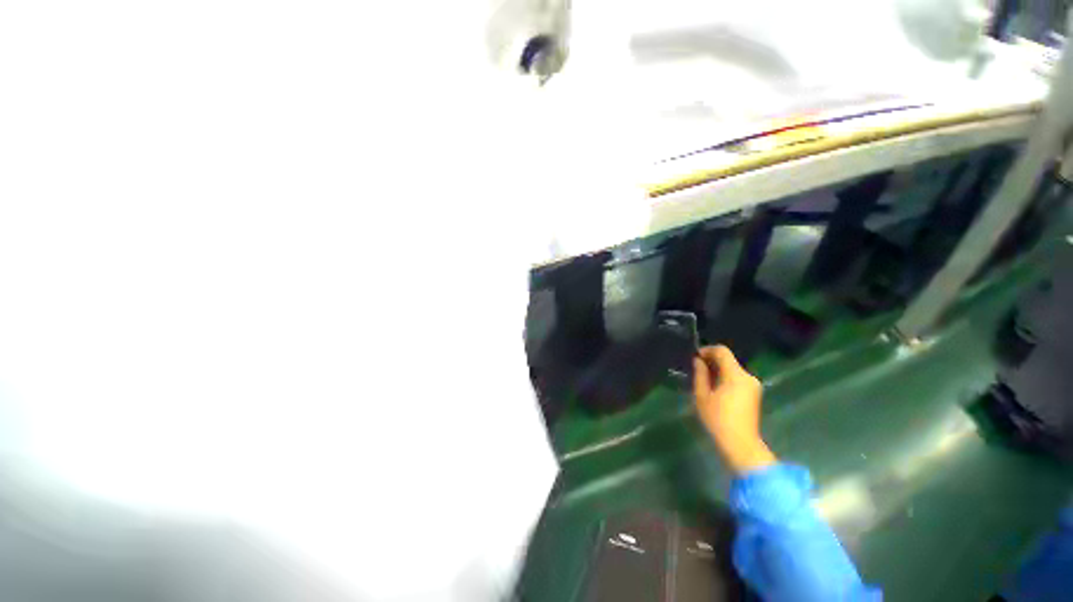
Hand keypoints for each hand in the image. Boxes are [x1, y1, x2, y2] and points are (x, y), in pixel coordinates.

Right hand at [693, 346, 775, 474]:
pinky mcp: (755, 394)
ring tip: (704, 380)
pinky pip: (738, 378)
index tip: (695, 357)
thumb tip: (698, 360)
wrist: (740, 445)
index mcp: (735, 375)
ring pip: (733, 369)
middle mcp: (748, 376)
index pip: (722, 351)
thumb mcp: (702, 395)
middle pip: (729, 360)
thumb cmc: (717, 419)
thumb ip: (700, 374)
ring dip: (718, 370)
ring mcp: (754, 386)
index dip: (707, 350)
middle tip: (696, 369)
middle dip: (712, 361)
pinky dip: (726, 378)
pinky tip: (715, 389)